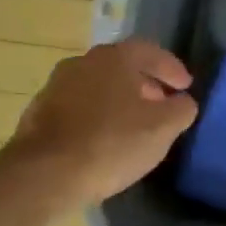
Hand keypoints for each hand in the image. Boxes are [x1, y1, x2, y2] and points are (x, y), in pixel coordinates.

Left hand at [3, 39, 198, 208]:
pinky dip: (96, 115)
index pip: (151, 51)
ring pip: (98, 86)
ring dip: (119, 100)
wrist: (45, 173)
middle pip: (122, 67)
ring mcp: (56, 86)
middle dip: (146, 83)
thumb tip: (183, 101)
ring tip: (134, 124)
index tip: (185, 86)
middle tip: (162, 104)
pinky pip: (79, 106)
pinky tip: (103, 139)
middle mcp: (83, 62)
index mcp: (114, 58)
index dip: (172, 69)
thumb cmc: (111, 144)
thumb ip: (181, 109)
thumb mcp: (162, 129)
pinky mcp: (39, 112)